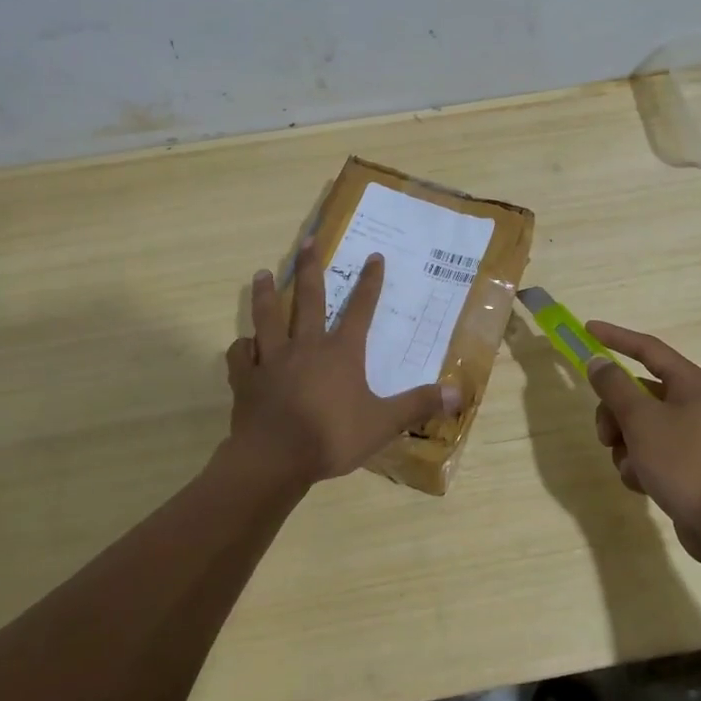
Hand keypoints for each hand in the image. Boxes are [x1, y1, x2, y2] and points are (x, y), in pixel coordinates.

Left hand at [223, 239, 462, 486]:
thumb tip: (459, 392)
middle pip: (308, 299)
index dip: (369, 282)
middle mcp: (306, 346)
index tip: (373, 256)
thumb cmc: (331, 437)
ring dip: (265, 294)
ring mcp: (271, 359)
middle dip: (310, 268)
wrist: (274, 459)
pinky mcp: (246, 378)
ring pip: (267, 317)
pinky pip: (240, 355)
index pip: (360, 309)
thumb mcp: (383, 423)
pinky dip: (242, 347)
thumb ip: (419, 404)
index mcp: (341, 352)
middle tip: (307, 241)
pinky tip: (244, 345)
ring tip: (262, 274)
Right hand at [584, 322, 700, 565]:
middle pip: (636, 392)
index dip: (615, 337)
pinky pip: (647, 451)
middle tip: (606, 434)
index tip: (587, 330)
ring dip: (623, 444)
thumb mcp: (641, 419)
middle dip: (614, 413)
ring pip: (637, 424)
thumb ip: (614, 386)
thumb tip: (597, 362)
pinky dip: (637, 464)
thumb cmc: (683, 462)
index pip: (646, 348)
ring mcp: (688, 434)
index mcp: (689, 383)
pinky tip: (642, 483)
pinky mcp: (684, 463)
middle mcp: (691, 403)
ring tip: (630, 465)